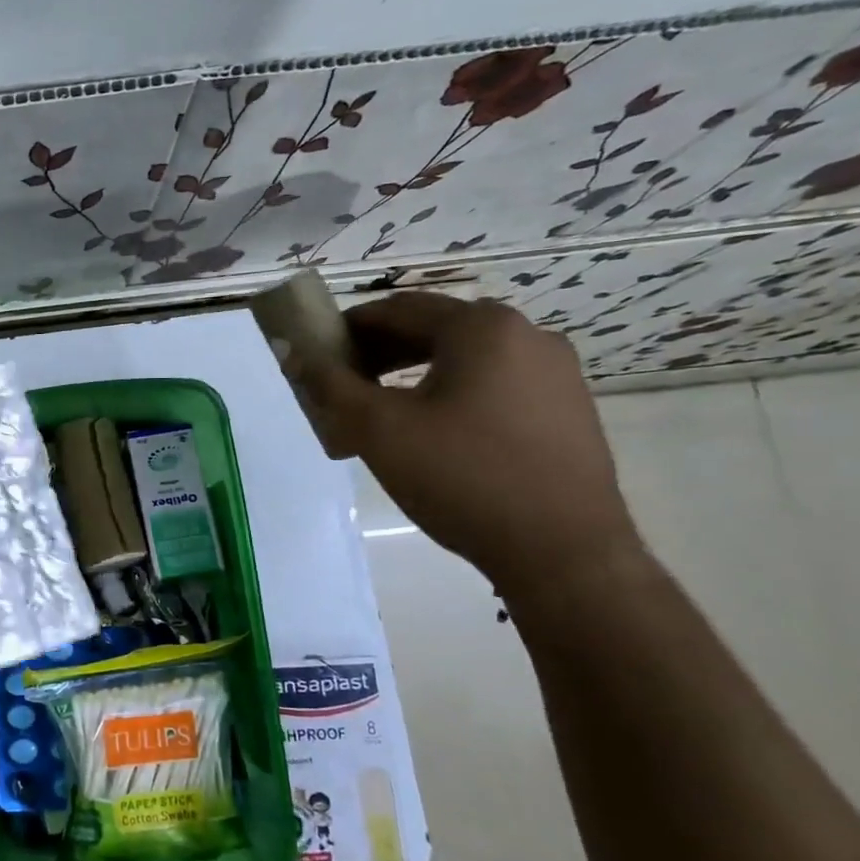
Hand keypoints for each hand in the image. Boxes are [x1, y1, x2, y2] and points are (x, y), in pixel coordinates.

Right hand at [294, 292, 642, 594]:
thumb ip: (329, 385)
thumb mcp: (378, 430)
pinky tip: (433, 432)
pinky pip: (495, 384)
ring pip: (466, 358)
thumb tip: (292, 352)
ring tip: (381, 410)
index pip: (397, 309)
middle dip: (380, 352)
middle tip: (342, 384)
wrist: (562, 551)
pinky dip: (452, 393)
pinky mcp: (567, 408)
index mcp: (482, 328)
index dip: (348, 327)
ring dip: (415, 373)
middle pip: (434, 329)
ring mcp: (556, 372)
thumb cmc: (462, 478)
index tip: (317, 351)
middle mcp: (527, 335)